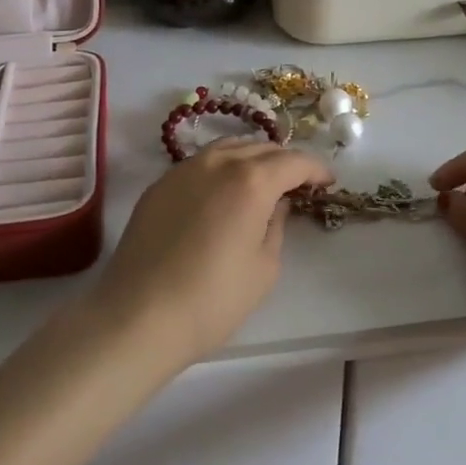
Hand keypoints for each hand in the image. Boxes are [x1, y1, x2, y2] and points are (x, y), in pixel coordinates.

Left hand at [90, 142, 334, 368]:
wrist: (137, 316)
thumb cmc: (212, 299)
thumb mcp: (264, 268)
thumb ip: (276, 225)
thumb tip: (275, 204)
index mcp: (251, 180)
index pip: (293, 161)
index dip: (315, 169)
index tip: (327, 182)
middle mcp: (218, 162)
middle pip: (261, 148)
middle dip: (285, 161)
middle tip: (298, 183)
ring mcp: (184, 169)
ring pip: (228, 148)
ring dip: (252, 158)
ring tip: (263, 180)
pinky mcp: (160, 184)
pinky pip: (201, 163)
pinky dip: (222, 168)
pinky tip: (223, 192)